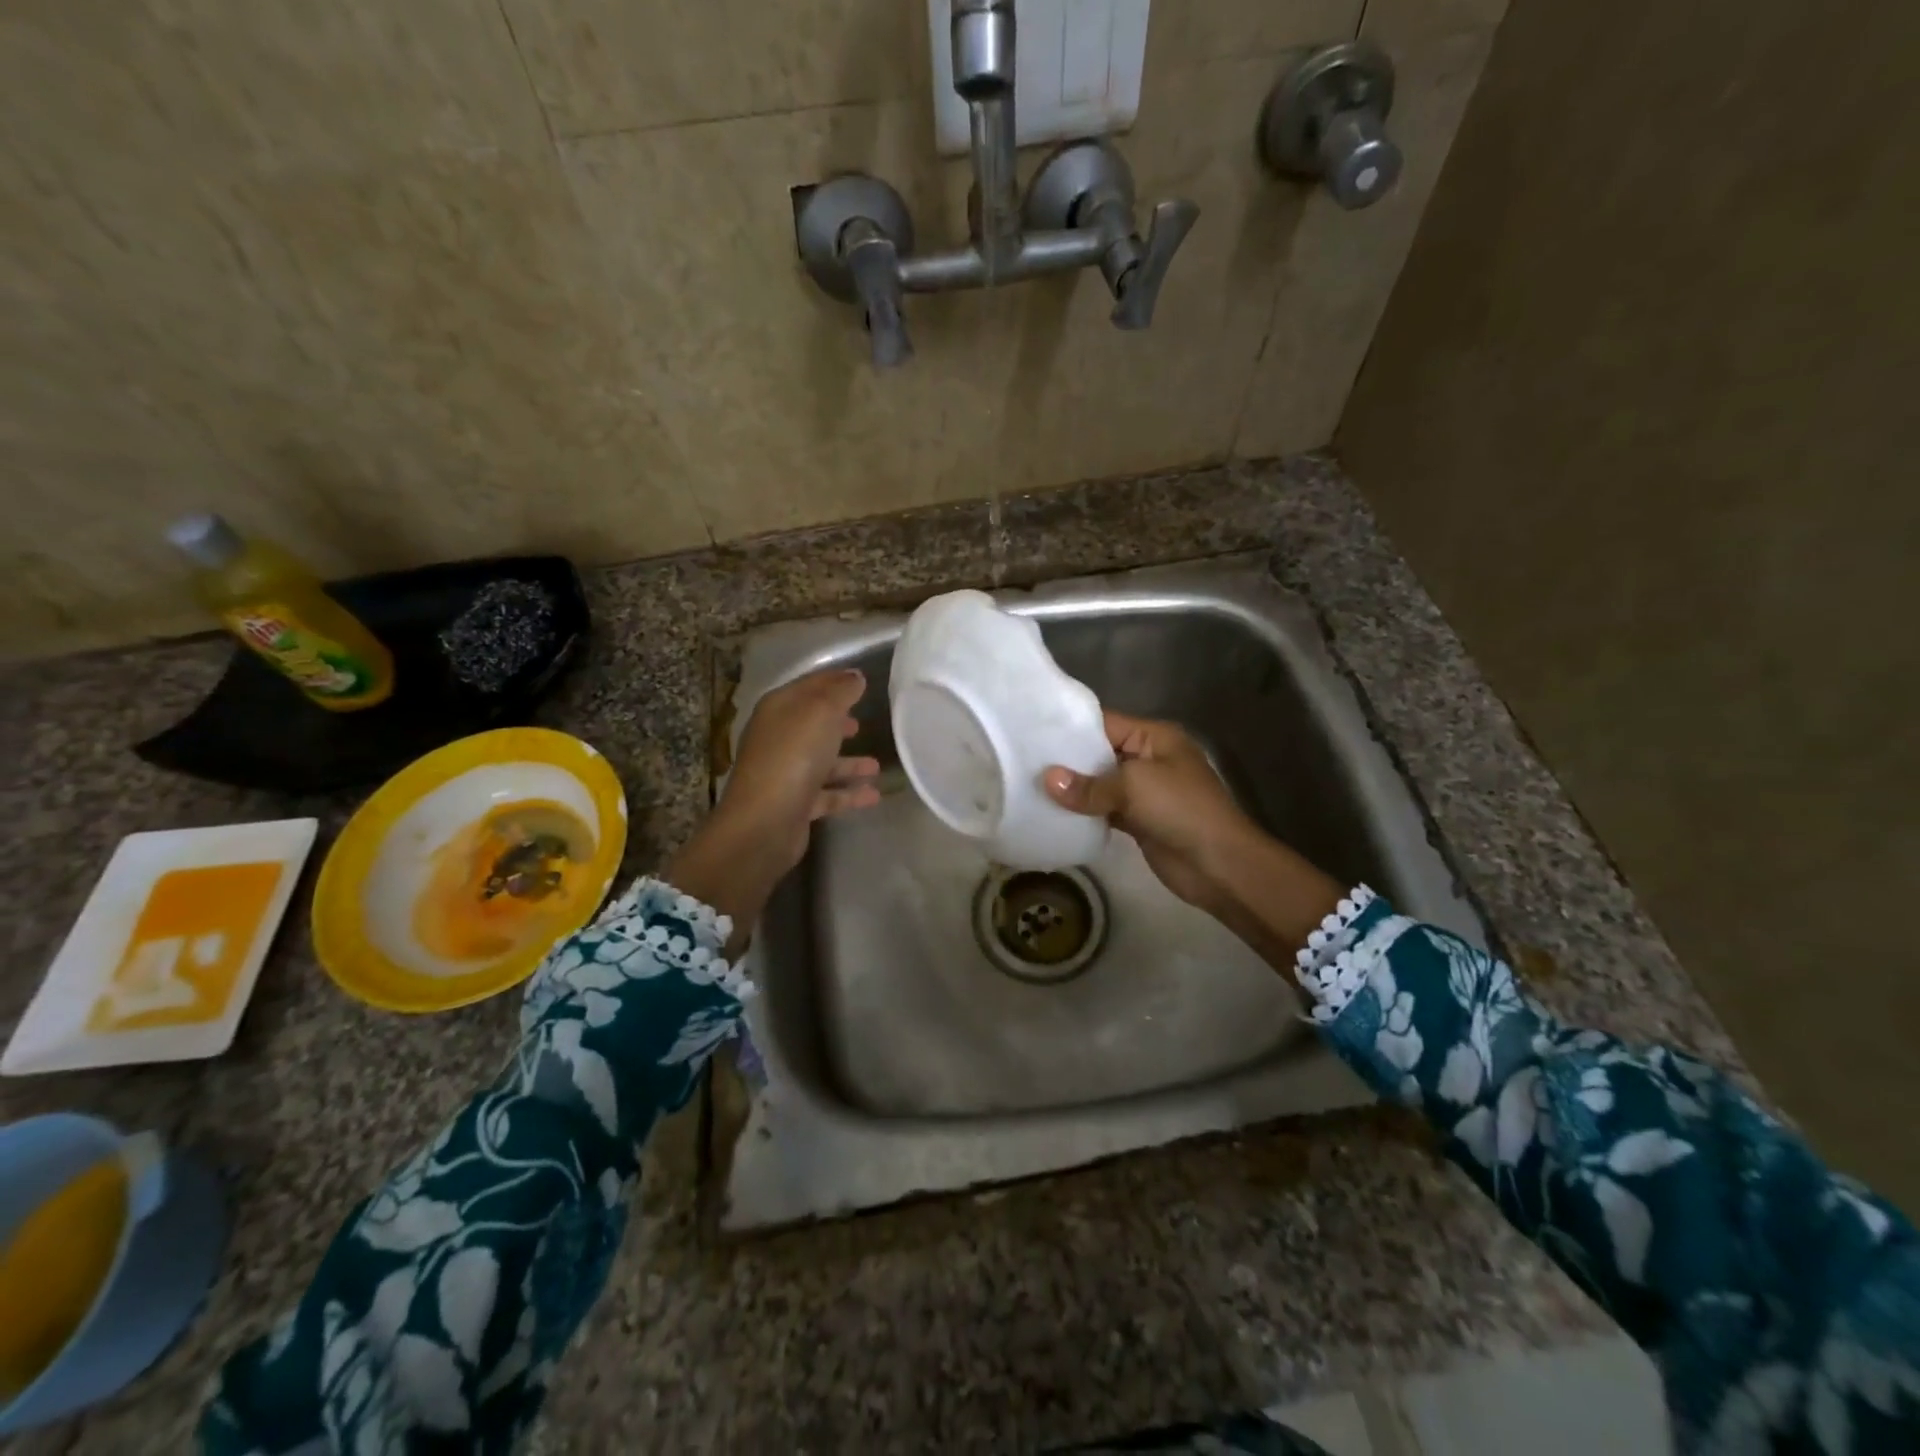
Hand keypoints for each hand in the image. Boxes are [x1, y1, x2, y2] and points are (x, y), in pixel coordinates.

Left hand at [666, 669, 880, 947]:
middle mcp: (778, 738)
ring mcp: (785, 773)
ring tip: (876, 766)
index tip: (861, 680)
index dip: (834, 681)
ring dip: (848, 762)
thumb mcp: (821, 712)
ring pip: (821, 762)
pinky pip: (827, 794)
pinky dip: (848, 793)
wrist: (765, 822)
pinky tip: (873, 796)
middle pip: (812, 725)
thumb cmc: (793, 756)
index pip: (809, 686)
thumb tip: (854, 677)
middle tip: (863, 722)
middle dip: (838, 722)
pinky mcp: (795, 804)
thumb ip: (840, 692)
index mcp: (779, 709)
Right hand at [1041, 712, 1260, 912]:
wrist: (1220, 865)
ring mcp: (1144, 791)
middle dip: (1066, 761)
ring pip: (1101, 784)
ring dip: (1073, 790)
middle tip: (1022, 762)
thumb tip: (1046, 780)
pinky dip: (1084, 813)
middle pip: (1100, 754)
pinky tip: (1052, 814)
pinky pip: (1105, 810)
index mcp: (1154, 737)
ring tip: (1028, 786)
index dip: (1070, 728)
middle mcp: (1148, 758)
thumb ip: (1089, 785)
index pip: (1104, 724)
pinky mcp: (1139, 821)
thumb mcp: (1134, 787)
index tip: (1031, 733)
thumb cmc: (1182, 810)